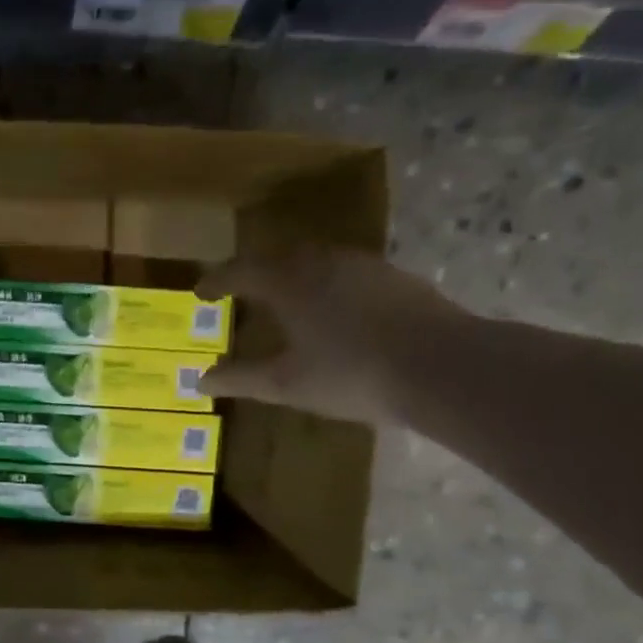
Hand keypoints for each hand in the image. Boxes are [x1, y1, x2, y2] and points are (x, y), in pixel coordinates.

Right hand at [198, 250, 464, 425]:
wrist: (443, 366)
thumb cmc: (351, 374)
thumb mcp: (286, 384)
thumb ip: (240, 378)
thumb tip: (199, 380)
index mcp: (288, 282)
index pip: (240, 271)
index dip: (216, 281)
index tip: (200, 292)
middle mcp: (322, 262)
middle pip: (278, 257)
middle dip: (254, 272)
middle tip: (241, 291)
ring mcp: (363, 265)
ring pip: (315, 260)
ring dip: (293, 275)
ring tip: (285, 298)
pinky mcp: (395, 277)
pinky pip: (345, 271)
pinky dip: (326, 284)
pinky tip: (334, 309)